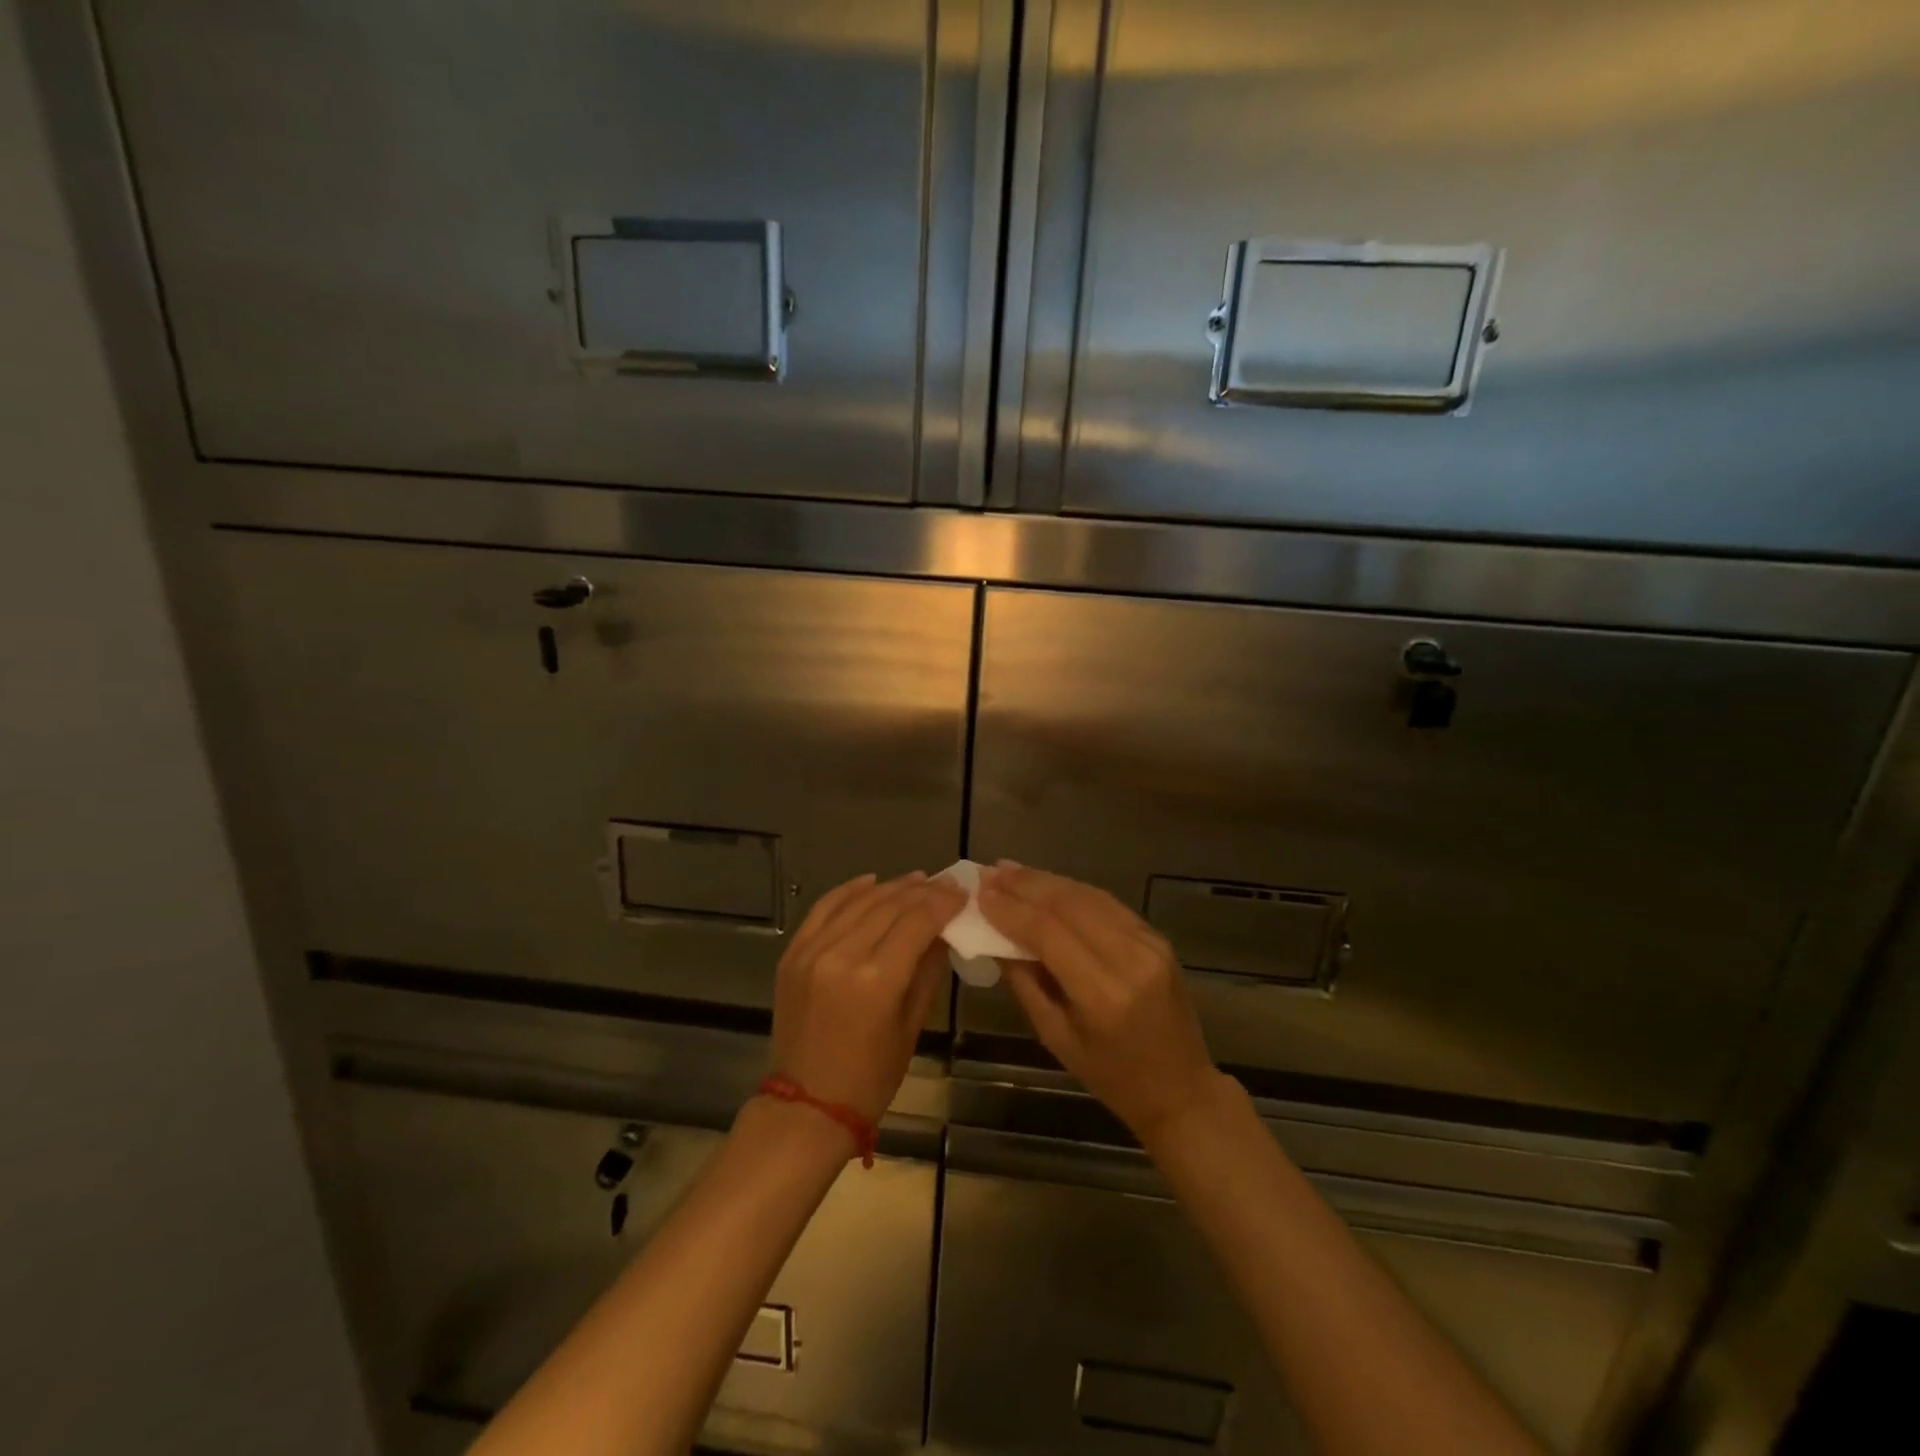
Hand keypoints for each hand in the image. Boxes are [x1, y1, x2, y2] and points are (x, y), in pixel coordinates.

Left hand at [770, 871, 966, 1124]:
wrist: (806, 1106)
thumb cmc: (871, 1077)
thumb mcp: (912, 1025)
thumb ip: (929, 970)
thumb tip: (945, 929)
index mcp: (877, 980)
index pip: (918, 921)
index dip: (943, 902)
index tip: (961, 890)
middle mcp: (843, 955)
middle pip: (889, 906)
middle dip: (921, 891)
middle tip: (944, 882)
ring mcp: (812, 951)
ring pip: (859, 902)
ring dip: (890, 887)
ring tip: (915, 880)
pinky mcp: (793, 953)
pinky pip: (823, 909)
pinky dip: (849, 891)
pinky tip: (871, 881)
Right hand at [979, 864, 1226, 1145]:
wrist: (1180, 1088)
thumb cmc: (1110, 1076)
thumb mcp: (1055, 1037)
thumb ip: (1025, 982)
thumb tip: (995, 937)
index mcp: (1103, 995)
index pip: (1048, 934)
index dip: (1011, 909)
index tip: (980, 892)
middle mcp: (1130, 959)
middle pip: (1069, 905)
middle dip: (1025, 885)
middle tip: (989, 872)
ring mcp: (1149, 943)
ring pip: (1088, 896)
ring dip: (1046, 880)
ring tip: (1010, 870)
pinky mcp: (1157, 937)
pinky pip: (1107, 904)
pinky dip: (1072, 891)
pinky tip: (1047, 884)